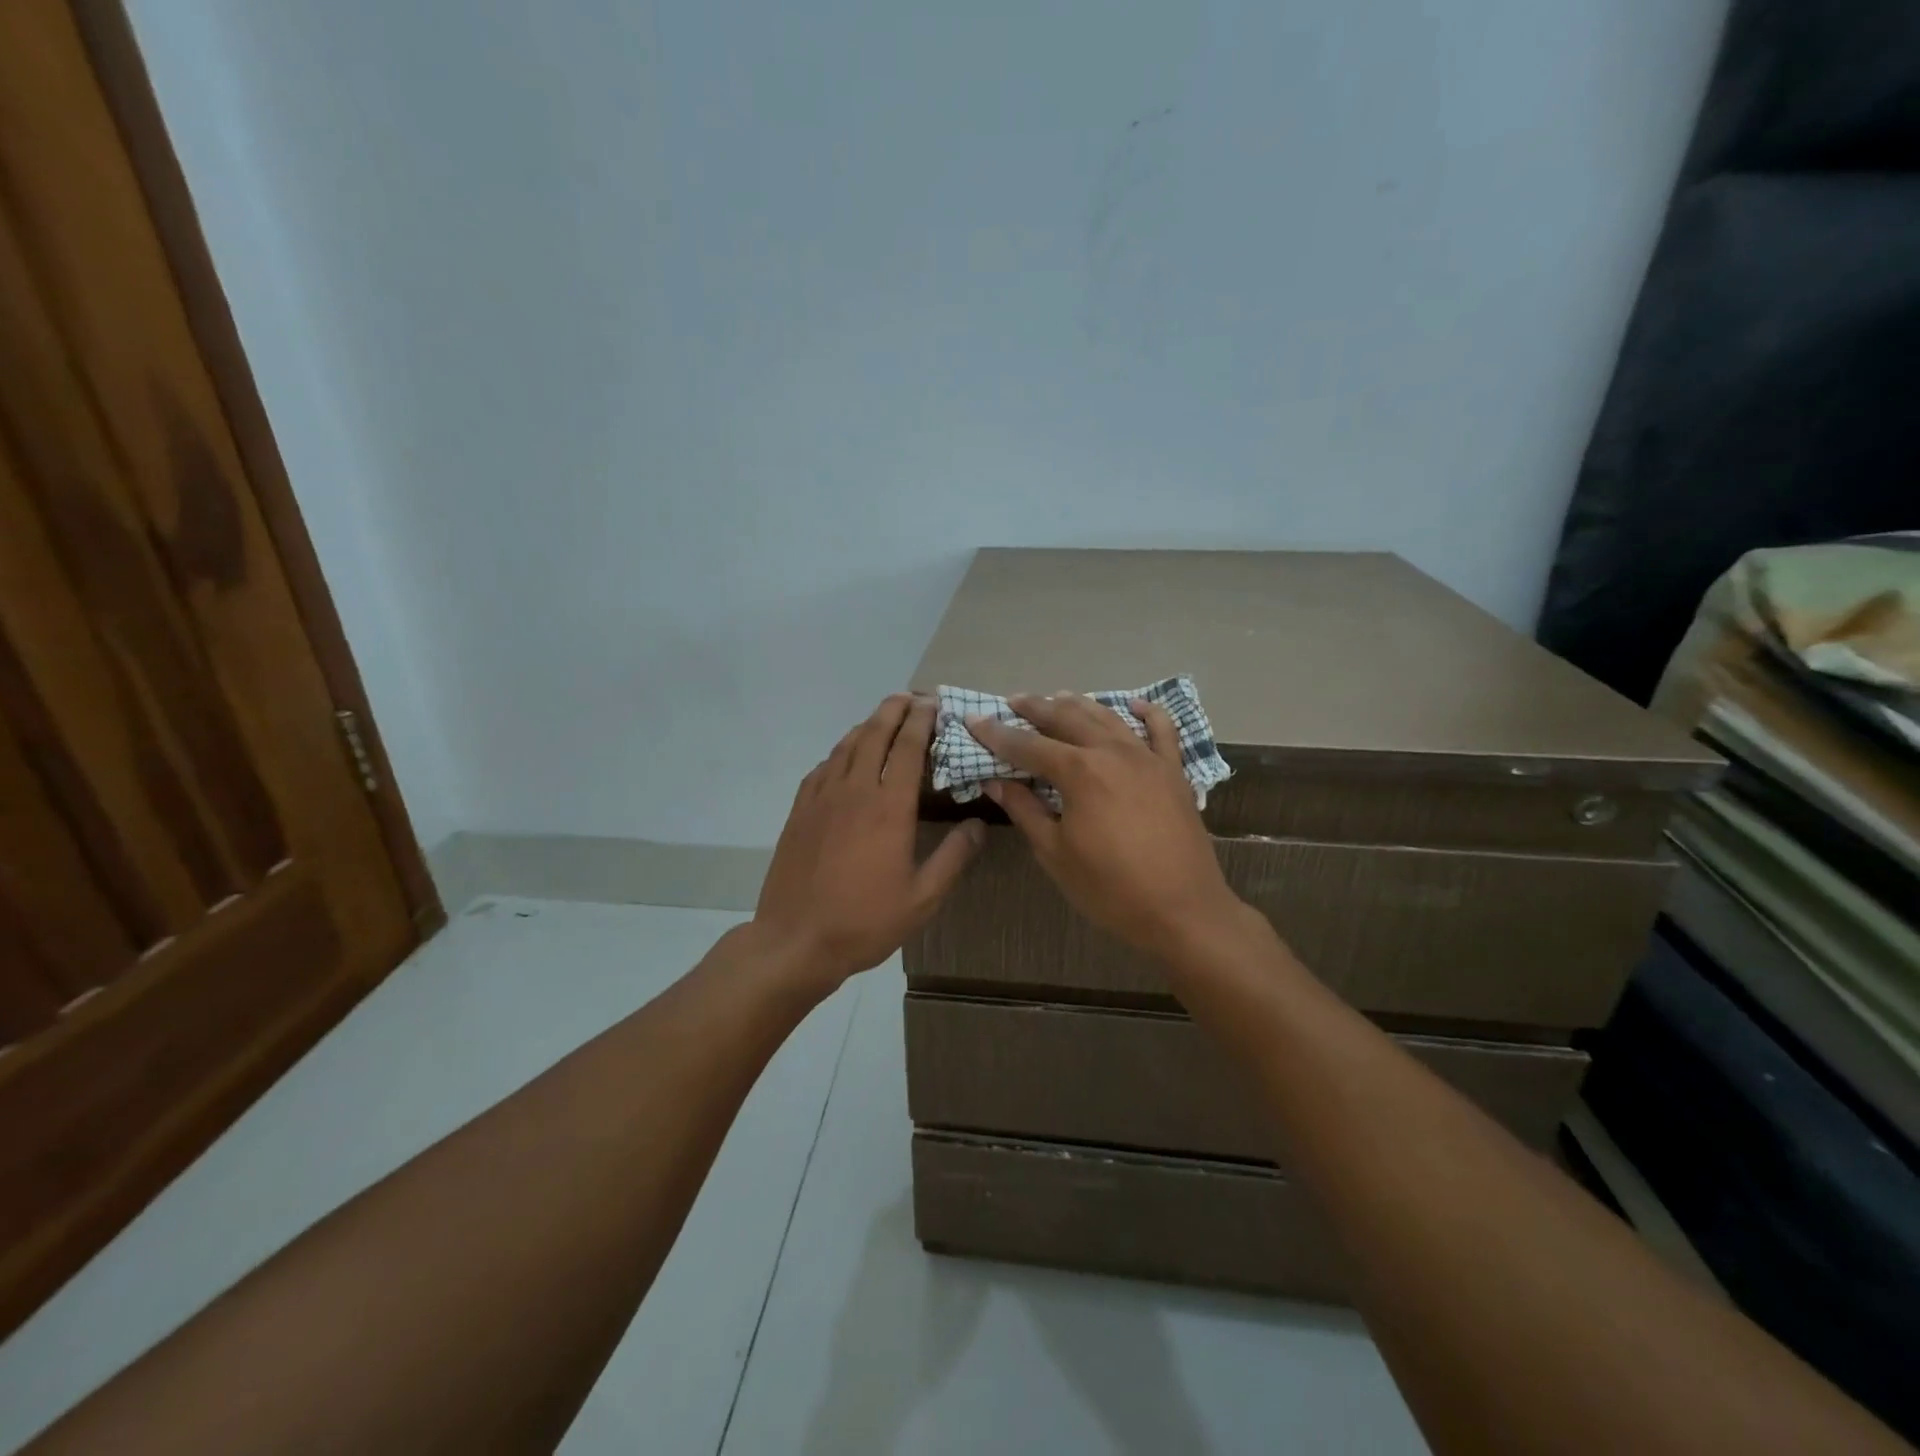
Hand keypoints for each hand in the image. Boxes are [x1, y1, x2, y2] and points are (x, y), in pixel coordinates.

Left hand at [753, 693, 984, 992]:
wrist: (796, 940)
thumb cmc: (865, 921)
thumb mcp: (923, 898)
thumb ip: (954, 857)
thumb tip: (978, 824)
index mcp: (889, 808)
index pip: (908, 748)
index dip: (921, 720)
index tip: (933, 703)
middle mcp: (854, 791)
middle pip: (874, 734)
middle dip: (893, 709)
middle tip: (910, 697)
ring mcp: (822, 798)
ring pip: (846, 746)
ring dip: (867, 725)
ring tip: (883, 718)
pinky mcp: (799, 811)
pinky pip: (823, 767)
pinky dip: (840, 752)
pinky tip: (846, 757)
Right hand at [967, 694, 1244, 959]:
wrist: (1183, 912)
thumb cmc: (1110, 889)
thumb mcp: (1055, 853)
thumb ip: (1025, 810)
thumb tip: (996, 781)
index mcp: (1079, 772)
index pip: (1027, 745)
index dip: (997, 734)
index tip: (974, 720)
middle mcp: (1112, 752)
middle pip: (1067, 719)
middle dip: (1036, 708)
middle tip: (1013, 701)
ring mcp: (1148, 758)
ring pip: (1108, 717)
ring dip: (1079, 704)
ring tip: (1057, 697)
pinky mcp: (1173, 771)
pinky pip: (1162, 730)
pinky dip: (1146, 712)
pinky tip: (1133, 704)